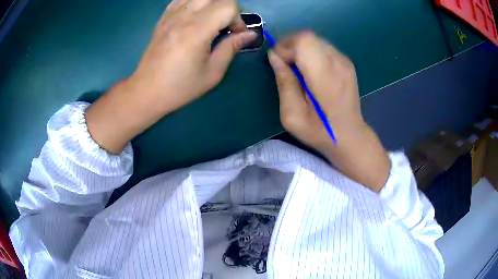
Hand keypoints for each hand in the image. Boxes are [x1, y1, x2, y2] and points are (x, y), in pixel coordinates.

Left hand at [86, 0, 255, 153]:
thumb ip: (232, 48)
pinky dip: (195, 3)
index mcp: (197, 30)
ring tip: (212, 21)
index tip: (236, 34)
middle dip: (229, 8)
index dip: (238, 19)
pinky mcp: (164, 17)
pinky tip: (196, 16)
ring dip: (213, 5)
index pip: (228, 6)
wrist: (147, 90)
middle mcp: (184, 16)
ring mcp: (171, 15)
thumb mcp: (212, 73)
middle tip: (227, 26)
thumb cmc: (180, 86)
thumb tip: (250, 34)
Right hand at [268, 32, 389, 191]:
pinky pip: (322, 46)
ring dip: (299, 49)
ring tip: (297, 69)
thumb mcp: (292, 115)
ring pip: (315, 39)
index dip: (285, 46)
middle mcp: (338, 63)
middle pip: (308, 37)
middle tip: (284, 65)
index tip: (278, 63)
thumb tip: (274, 57)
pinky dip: (310, 52)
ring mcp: (344, 61)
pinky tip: (310, 70)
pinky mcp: (346, 62)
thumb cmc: (320, 131)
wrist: (350, 136)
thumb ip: (284, 83)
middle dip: (289, 46)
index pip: (304, 41)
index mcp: (325, 78)